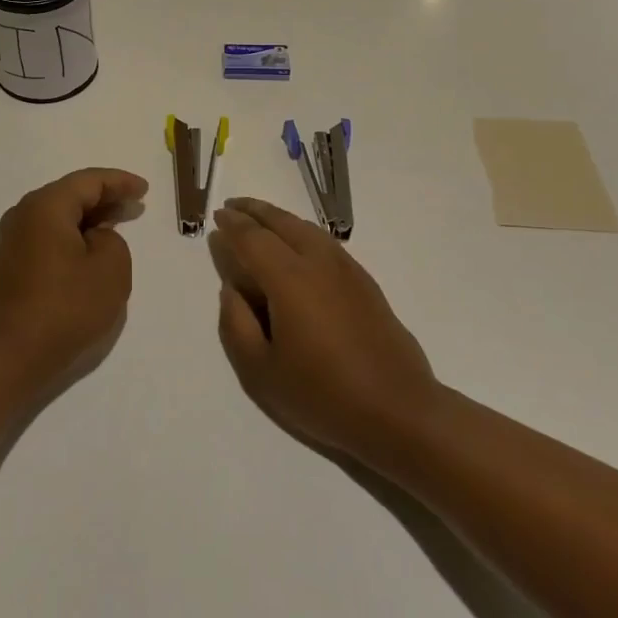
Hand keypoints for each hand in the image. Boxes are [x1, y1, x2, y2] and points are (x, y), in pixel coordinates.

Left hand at [0, 167, 148, 395]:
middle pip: (70, 194)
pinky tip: (90, 246)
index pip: (88, 181)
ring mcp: (12, 239)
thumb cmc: (66, 308)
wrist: (12, 357)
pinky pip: (47, 234)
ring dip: (88, 217)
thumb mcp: (111, 269)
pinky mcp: (10, 262)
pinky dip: (72, 234)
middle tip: (135, 204)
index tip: (144, 189)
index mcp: (45, 206)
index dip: (120, 182)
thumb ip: (112, 239)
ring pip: (58, 214)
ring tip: (117, 223)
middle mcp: (23, 214)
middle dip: (104, 197)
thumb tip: (93, 238)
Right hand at [209, 198, 440, 463]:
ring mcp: (346, 269)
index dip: (233, 225)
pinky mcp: (365, 282)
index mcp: (289, 279)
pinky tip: (298, 245)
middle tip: (233, 206)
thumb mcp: (261, 373)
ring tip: (261, 219)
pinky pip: (325, 242)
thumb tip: (230, 290)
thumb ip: (237, 325)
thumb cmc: (323, 395)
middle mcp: (318, 262)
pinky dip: (303, 232)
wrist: (399, 411)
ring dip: (280, 218)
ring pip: (307, 229)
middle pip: (282, 223)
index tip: (217, 216)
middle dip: (255, 211)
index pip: (253, 239)